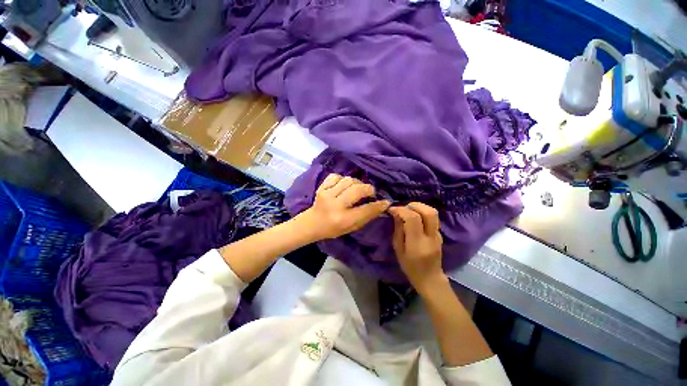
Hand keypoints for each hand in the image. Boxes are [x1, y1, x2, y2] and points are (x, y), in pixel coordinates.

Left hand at [298, 174, 390, 240]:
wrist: (312, 223)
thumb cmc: (333, 228)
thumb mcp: (351, 227)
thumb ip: (366, 216)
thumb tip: (382, 205)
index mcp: (343, 219)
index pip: (366, 210)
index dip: (378, 205)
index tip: (386, 201)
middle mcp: (335, 205)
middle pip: (357, 190)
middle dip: (368, 189)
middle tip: (370, 193)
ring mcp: (326, 194)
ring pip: (348, 180)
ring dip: (356, 183)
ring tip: (356, 189)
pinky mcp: (321, 188)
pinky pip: (336, 176)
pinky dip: (342, 179)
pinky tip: (343, 185)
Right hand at [390, 203, 444, 292]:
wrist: (430, 278)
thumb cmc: (410, 267)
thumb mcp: (398, 249)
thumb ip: (398, 230)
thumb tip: (396, 213)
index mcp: (417, 243)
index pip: (413, 219)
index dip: (402, 210)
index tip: (392, 209)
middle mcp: (430, 237)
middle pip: (429, 212)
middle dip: (414, 205)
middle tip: (403, 207)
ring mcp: (438, 235)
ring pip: (433, 213)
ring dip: (420, 207)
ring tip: (409, 210)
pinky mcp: (440, 234)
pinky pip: (432, 218)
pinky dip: (423, 213)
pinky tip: (415, 218)